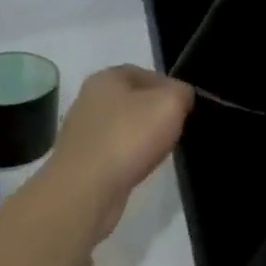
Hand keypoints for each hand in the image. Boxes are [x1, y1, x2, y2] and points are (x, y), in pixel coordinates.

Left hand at [45, 66, 193, 238]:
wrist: (84, 192)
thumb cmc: (128, 137)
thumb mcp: (170, 103)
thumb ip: (182, 92)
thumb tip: (181, 98)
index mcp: (106, 78)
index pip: (146, 73)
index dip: (170, 88)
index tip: (185, 108)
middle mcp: (88, 100)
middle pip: (134, 101)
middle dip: (155, 114)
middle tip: (175, 130)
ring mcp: (81, 133)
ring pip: (123, 128)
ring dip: (141, 138)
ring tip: (158, 153)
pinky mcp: (80, 163)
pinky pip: (113, 154)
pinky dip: (128, 159)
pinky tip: (138, 170)